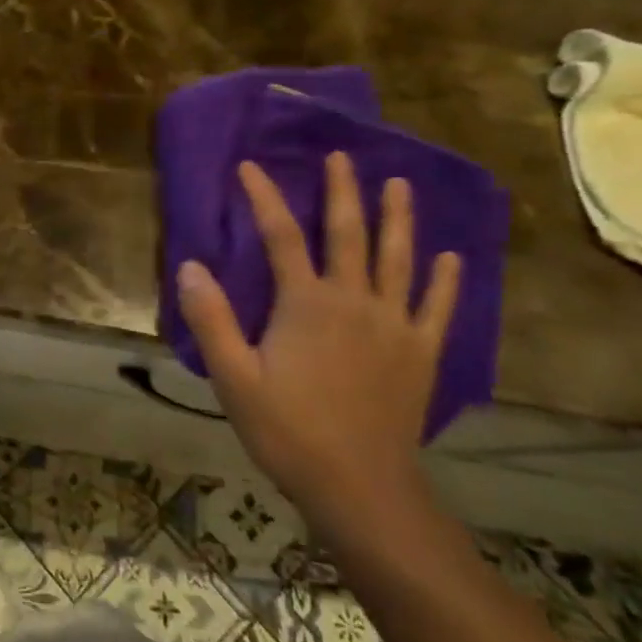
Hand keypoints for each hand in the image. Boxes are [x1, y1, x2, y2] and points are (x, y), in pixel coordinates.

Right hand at [177, 152, 459, 527]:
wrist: (359, 485)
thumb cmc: (287, 430)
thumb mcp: (232, 377)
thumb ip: (212, 319)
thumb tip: (190, 266)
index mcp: (306, 304)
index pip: (281, 236)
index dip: (264, 198)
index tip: (250, 167)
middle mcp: (354, 301)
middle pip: (348, 234)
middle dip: (342, 191)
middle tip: (340, 156)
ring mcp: (393, 325)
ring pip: (398, 260)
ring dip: (398, 219)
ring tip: (398, 184)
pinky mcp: (420, 352)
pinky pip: (436, 307)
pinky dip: (444, 280)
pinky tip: (450, 257)